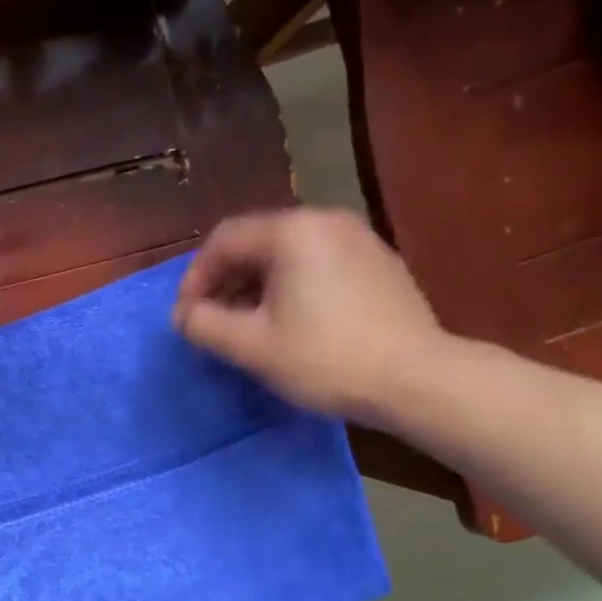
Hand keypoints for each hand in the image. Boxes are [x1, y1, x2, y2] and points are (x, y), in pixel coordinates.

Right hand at [173, 208, 451, 423]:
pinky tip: (292, 323)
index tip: (186, 317)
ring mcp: (358, 239)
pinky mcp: (379, 262)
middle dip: (225, 282)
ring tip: (248, 326)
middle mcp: (325, 221)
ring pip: (287, 254)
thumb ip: (204, 325)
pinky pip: (318, 263)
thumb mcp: (251, 346)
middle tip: (213, 322)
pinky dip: (291, 286)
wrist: (418, 379)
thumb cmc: (326, 359)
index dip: (195, 278)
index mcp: (292, 232)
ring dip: (256, 286)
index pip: (224, 240)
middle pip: (256, 242)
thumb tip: (183, 315)